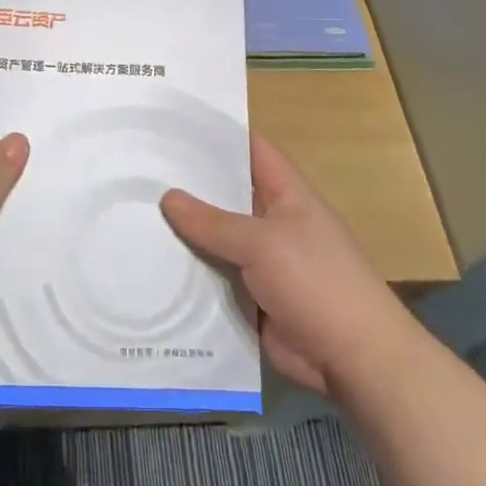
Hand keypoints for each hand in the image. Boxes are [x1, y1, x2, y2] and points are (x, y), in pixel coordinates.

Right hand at [160, 135, 393, 393]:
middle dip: (189, 185)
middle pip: (227, 195)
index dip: (219, 135)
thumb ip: (214, 222)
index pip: (252, 150)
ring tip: (132, 214)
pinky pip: (214, 279)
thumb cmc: (317, 282)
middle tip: (139, 171)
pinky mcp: (251, 298)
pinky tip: (150, 265)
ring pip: (216, 240)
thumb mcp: (263, 243)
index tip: (175, 126)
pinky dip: (189, 275)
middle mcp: (273, 222)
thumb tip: (167, 197)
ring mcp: (262, 262)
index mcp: (287, 195)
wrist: (354, 359)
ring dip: (184, 234)